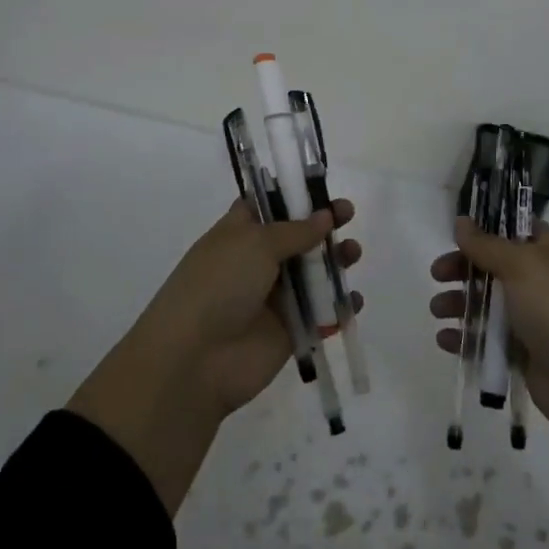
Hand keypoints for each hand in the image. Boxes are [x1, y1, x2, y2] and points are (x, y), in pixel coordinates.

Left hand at [71, 199, 362, 514]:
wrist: (195, 360)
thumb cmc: (219, 285)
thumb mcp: (254, 243)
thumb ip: (295, 230)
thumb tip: (324, 216)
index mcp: (238, 233)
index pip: (266, 206)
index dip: (293, 196)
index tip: (322, 188)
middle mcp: (256, 262)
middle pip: (297, 237)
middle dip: (323, 225)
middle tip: (347, 215)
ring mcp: (273, 298)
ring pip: (312, 273)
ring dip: (335, 261)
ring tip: (352, 253)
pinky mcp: (290, 331)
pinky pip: (321, 314)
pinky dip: (339, 306)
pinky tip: (353, 300)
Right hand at [431, 217, 548, 504]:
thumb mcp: (522, 266)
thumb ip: (487, 245)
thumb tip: (462, 221)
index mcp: (547, 253)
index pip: (514, 229)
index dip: (486, 228)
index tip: (456, 232)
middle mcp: (539, 281)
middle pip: (492, 266)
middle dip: (463, 268)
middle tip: (437, 275)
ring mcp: (531, 319)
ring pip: (486, 303)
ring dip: (459, 303)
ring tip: (437, 311)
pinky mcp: (522, 354)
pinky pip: (487, 340)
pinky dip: (465, 338)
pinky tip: (446, 340)